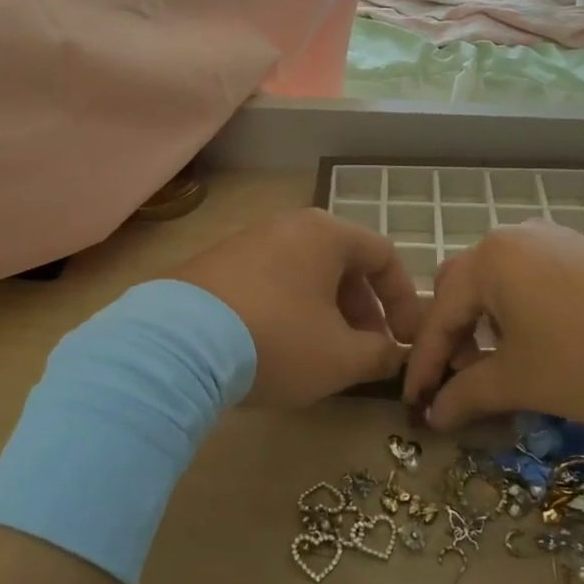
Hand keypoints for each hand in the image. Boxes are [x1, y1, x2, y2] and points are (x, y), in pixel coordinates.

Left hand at [173, 209, 422, 407]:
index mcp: (326, 234)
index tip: (406, 340)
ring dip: (327, 311)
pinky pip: (272, 280)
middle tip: (367, 350)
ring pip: (306, 272)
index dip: (404, 299)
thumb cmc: (277, 340)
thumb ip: (380, 354)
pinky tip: (279, 346)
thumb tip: (395, 354)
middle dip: (364, 309)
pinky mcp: (217, 263)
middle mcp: (289, 225)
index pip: (384, 255)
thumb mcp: (340, 357)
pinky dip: (290, 308)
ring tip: (324, 354)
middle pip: (343, 262)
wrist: (177, 344)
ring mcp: (248, 240)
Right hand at [403, 221, 583, 432]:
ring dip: (491, 324)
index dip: (424, 364)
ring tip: (506, 366)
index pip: (440, 314)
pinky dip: (527, 313)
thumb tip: (433, 415)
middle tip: (462, 381)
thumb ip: (468, 395)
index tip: (414, 405)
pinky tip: (550, 346)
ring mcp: (561, 240)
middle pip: (466, 287)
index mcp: (491, 259)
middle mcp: (519, 238)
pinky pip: (540, 280)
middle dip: (455, 335)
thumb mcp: (524, 382)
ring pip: (505, 282)